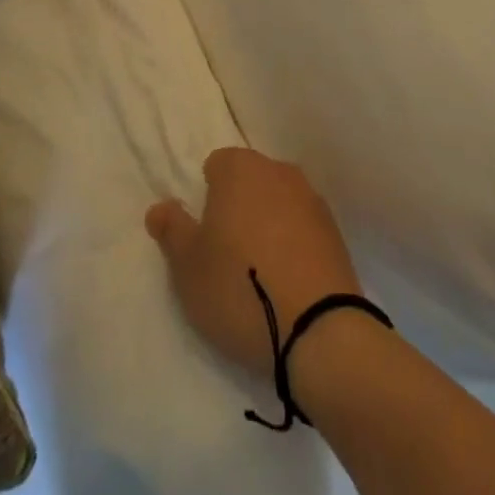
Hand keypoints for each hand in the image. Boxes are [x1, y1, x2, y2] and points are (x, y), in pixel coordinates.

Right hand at [146, 148, 364, 376]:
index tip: (204, 233)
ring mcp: (312, 199)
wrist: (319, 329)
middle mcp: (279, 172)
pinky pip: (302, 227)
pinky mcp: (335, 231)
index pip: (217, 165)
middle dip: (237, 206)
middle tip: (226, 253)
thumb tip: (160, 207)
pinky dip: (292, 242)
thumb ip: (172, 229)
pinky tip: (286, 279)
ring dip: (267, 223)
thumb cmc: (239, 288)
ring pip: (278, 202)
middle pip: (250, 180)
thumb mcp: (188, 266)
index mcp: (241, 169)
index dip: (206, 196)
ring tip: (258, 270)